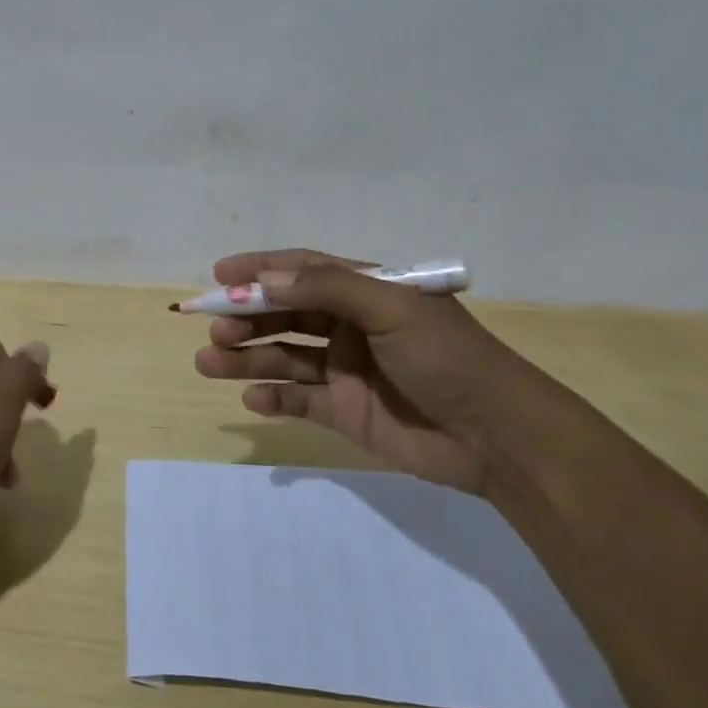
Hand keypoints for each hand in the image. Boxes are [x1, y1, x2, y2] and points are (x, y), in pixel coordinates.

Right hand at [192, 249, 532, 493]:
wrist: (498, 438)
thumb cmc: (447, 358)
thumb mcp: (392, 309)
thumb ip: (328, 288)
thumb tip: (264, 278)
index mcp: (367, 291)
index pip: (303, 270)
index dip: (260, 269)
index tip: (219, 275)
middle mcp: (350, 326)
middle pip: (285, 314)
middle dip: (246, 317)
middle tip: (214, 328)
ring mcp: (345, 370)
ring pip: (282, 356)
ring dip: (246, 358)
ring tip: (210, 362)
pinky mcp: (344, 411)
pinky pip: (297, 399)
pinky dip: (272, 397)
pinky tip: (254, 400)